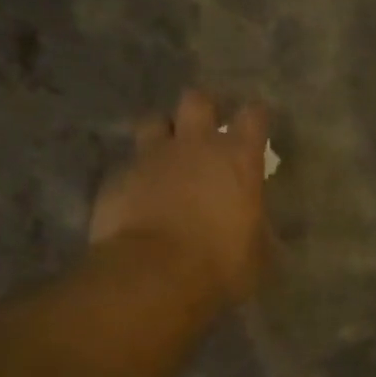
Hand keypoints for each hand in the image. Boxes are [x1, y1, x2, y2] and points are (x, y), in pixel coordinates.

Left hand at [91, 90, 271, 303]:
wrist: (153, 275)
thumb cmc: (219, 265)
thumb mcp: (257, 254)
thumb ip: (257, 229)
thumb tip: (258, 228)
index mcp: (237, 159)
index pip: (253, 115)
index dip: (255, 118)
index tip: (256, 128)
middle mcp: (194, 145)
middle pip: (196, 101)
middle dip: (202, 111)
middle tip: (205, 133)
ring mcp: (151, 157)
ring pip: (153, 122)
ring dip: (162, 134)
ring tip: (166, 157)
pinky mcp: (117, 178)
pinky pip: (128, 165)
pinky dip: (136, 176)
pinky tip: (138, 198)